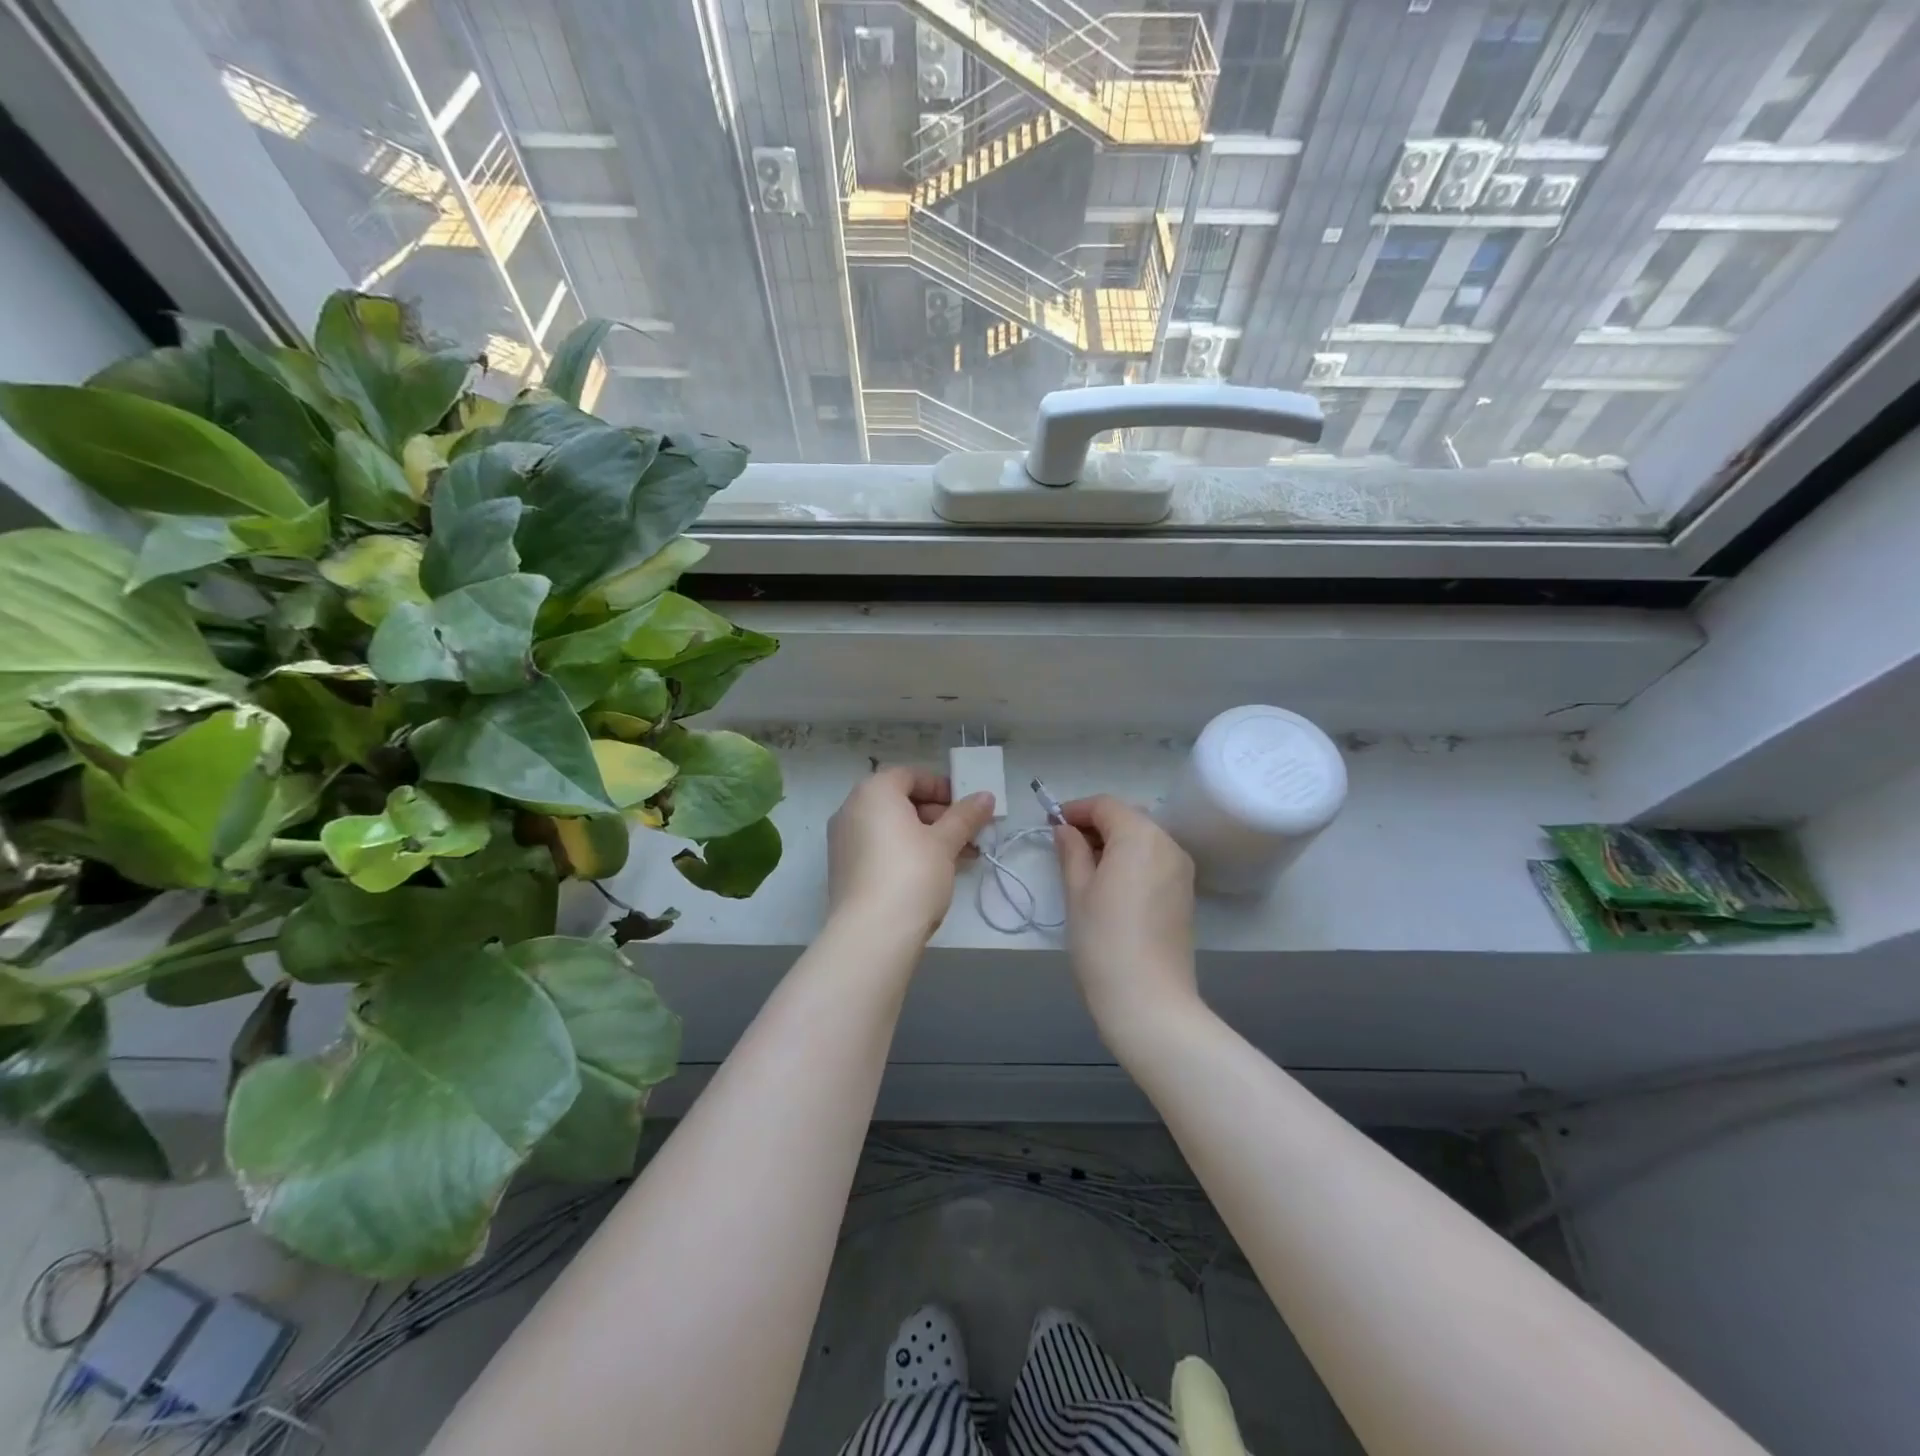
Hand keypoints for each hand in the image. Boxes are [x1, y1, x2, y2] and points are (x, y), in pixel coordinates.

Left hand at [827, 767, 994, 939]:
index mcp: (873, 792)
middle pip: (900, 801)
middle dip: (938, 815)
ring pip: (891, 828)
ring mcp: (843, 841)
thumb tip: (985, 797)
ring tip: (960, 856)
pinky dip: (905, 852)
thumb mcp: (945, 842)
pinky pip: (879, 848)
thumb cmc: (912, 873)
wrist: (872, 933)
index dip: (942, 787)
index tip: (967, 806)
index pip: (910, 775)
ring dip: (925, 836)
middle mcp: (851, 809)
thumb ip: (965, 816)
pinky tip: (933, 873)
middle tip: (967, 833)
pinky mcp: (844, 869)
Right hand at [1054, 796, 1198, 1032]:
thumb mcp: (1077, 891)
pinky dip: (1131, 860)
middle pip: (1128, 818)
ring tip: (1084, 867)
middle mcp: (1168, 844)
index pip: (1106, 805)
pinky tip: (1110, 885)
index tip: (1051, 824)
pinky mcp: (1185, 893)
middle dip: (1096, 825)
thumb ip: (1071, 851)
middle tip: (1064, 846)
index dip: (1076, 809)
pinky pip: (1155, 860)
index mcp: (1140, 836)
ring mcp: (1181, 869)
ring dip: (1114, 842)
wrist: (1149, 1000)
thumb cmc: (1103, 940)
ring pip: (1143, 839)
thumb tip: (1065, 829)